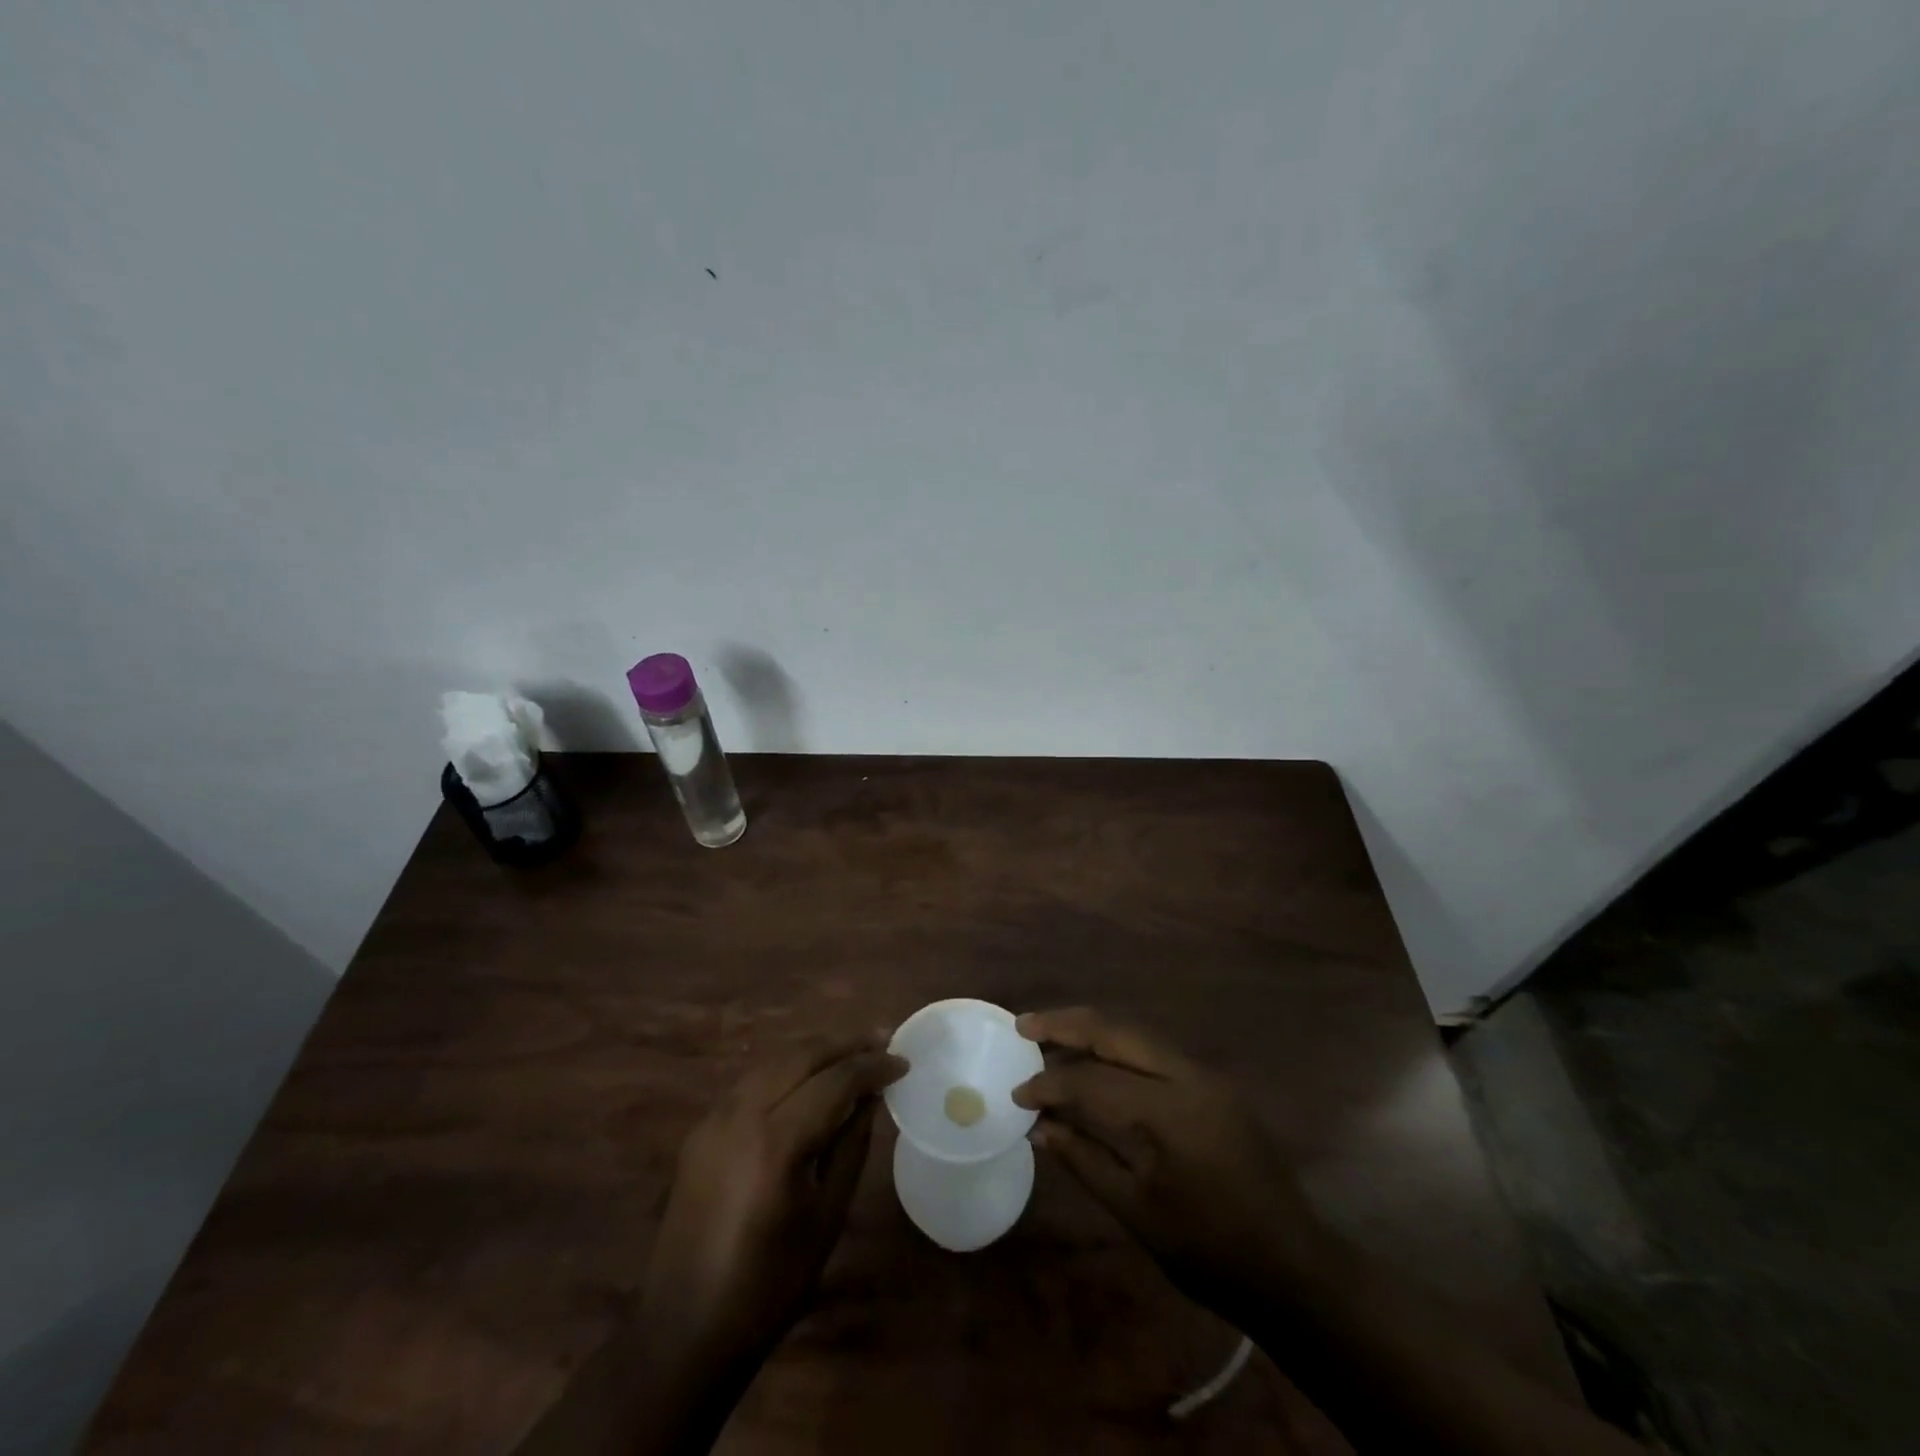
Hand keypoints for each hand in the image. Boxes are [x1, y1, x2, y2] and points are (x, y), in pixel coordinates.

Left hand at [639, 1032, 907, 1362]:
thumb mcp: (826, 1217)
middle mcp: (741, 1116)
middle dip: (845, 1045)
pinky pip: (751, 1082)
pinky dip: (786, 1070)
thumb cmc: (769, 1286)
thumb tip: (870, 1098)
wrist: (684, 1331)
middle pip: (801, 1056)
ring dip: (815, 1052)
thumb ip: (851, 1147)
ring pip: (773, 1061)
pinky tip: (807, 1079)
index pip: (834, 1081)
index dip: (871, 1066)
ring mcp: (714, 1119)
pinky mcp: (700, 1130)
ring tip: (851, 1054)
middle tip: (881, 1041)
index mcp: (776, 1143)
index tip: (902, 1062)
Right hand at [1013, 1008, 1339, 1323]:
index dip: (1049, 1084)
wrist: (1292, 1266)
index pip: (1092, 1080)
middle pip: (1116, 1031)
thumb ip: (1084, 1160)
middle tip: (1024, 1025)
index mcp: (1167, 1113)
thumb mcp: (1136, 1213)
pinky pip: (1157, 1053)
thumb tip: (1040, 1127)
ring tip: (1051, 1036)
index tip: (1017, 1093)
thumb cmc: (1208, 1251)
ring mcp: (1207, 1076)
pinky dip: (1120, 1050)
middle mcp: (1188, 1077)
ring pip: (1137, 1034)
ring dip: (1092, 1032)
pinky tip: (1097, 1062)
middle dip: (1066, 1024)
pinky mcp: (1216, 1084)